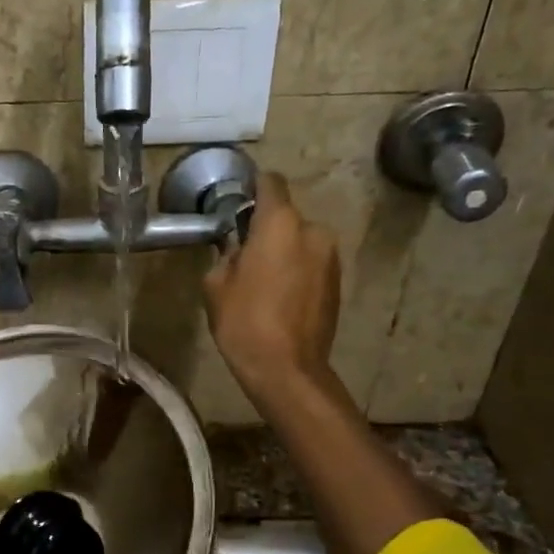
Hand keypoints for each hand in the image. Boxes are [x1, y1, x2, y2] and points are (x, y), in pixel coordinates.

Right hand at [203, 172, 339, 396]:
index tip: (239, 202)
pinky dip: (297, 272)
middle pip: (286, 218)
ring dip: (284, 253)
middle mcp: (313, 231)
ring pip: (301, 242)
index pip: (271, 183)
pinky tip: (280, 298)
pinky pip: (312, 265)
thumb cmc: (244, 322)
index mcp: (281, 224)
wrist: (287, 369)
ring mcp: (331, 258)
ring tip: (263, 283)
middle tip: (245, 256)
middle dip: (267, 231)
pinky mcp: (338, 283)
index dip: (254, 187)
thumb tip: (239, 250)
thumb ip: (227, 255)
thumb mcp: (216, 285)